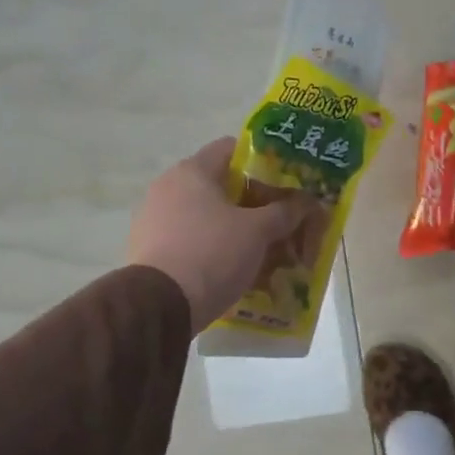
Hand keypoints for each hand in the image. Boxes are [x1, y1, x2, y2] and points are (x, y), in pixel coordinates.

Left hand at [126, 138, 316, 333]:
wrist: (159, 306)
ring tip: (260, 247)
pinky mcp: (150, 248)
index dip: (263, 161)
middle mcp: (168, 187)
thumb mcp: (258, 231)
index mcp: (192, 171)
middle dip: (252, 201)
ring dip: (233, 227)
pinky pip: (191, 239)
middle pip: (220, 185)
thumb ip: (284, 212)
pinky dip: (213, 247)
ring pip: (206, 215)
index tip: (285, 181)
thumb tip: (305, 202)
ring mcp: (154, 218)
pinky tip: (233, 266)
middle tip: (279, 218)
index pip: (232, 148)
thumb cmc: (212, 253)